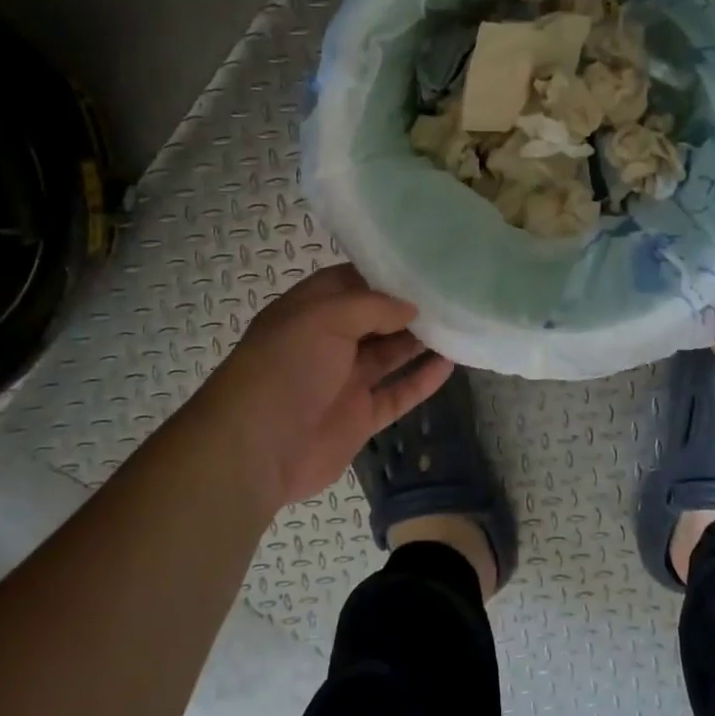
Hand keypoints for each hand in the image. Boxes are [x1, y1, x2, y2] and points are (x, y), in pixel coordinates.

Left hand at [194, 265, 452, 512]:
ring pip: (390, 354)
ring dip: (420, 341)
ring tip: (457, 324)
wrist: (257, 448)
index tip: (422, 267)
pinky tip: (450, 364)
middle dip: (408, 308)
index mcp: (309, 311)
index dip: (383, 275)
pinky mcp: (360, 416)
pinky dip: (422, 380)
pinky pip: (397, 393)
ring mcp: (345, 380)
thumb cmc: (286, 368)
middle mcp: (328, 342)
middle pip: (375, 319)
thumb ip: (372, 306)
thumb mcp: (323, 318)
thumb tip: (411, 308)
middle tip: (449, 294)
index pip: (350, 283)